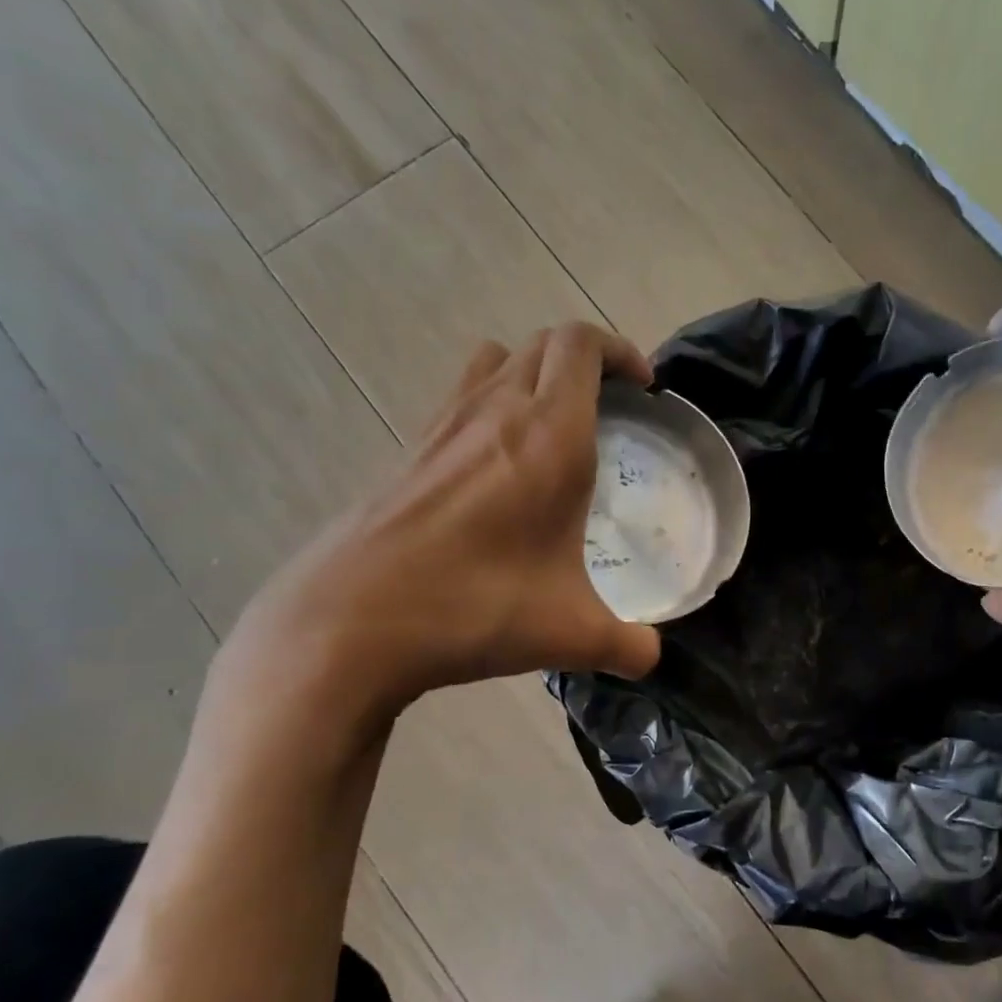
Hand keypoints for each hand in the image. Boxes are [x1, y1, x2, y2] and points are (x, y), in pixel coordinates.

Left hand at [219, 323, 661, 730]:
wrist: (350, 623)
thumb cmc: (474, 608)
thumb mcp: (570, 634)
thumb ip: (627, 645)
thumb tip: (651, 657)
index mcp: (549, 436)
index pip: (582, 345)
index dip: (620, 350)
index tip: (644, 388)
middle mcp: (496, 411)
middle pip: (544, 344)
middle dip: (587, 361)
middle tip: (612, 407)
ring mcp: (444, 425)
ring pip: (497, 361)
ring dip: (535, 374)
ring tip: (557, 426)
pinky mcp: (410, 450)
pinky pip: (462, 397)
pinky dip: (493, 405)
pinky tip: (500, 467)